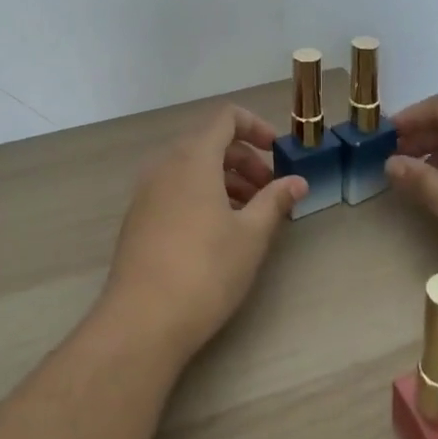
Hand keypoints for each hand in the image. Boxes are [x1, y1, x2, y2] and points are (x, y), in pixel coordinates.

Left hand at [101, 105, 304, 360]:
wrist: (142, 321)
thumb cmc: (205, 270)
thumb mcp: (251, 235)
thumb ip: (275, 201)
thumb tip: (298, 181)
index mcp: (194, 157)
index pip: (226, 117)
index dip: (256, 126)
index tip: (278, 152)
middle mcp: (166, 164)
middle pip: (210, 143)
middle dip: (245, 160)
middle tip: (270, 192)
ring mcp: (147, 191)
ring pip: (193, 168)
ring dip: (225, 180)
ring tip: (250, 215)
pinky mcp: (139, 217)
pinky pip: (176, 189)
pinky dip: (202, 195)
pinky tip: (219, 232)